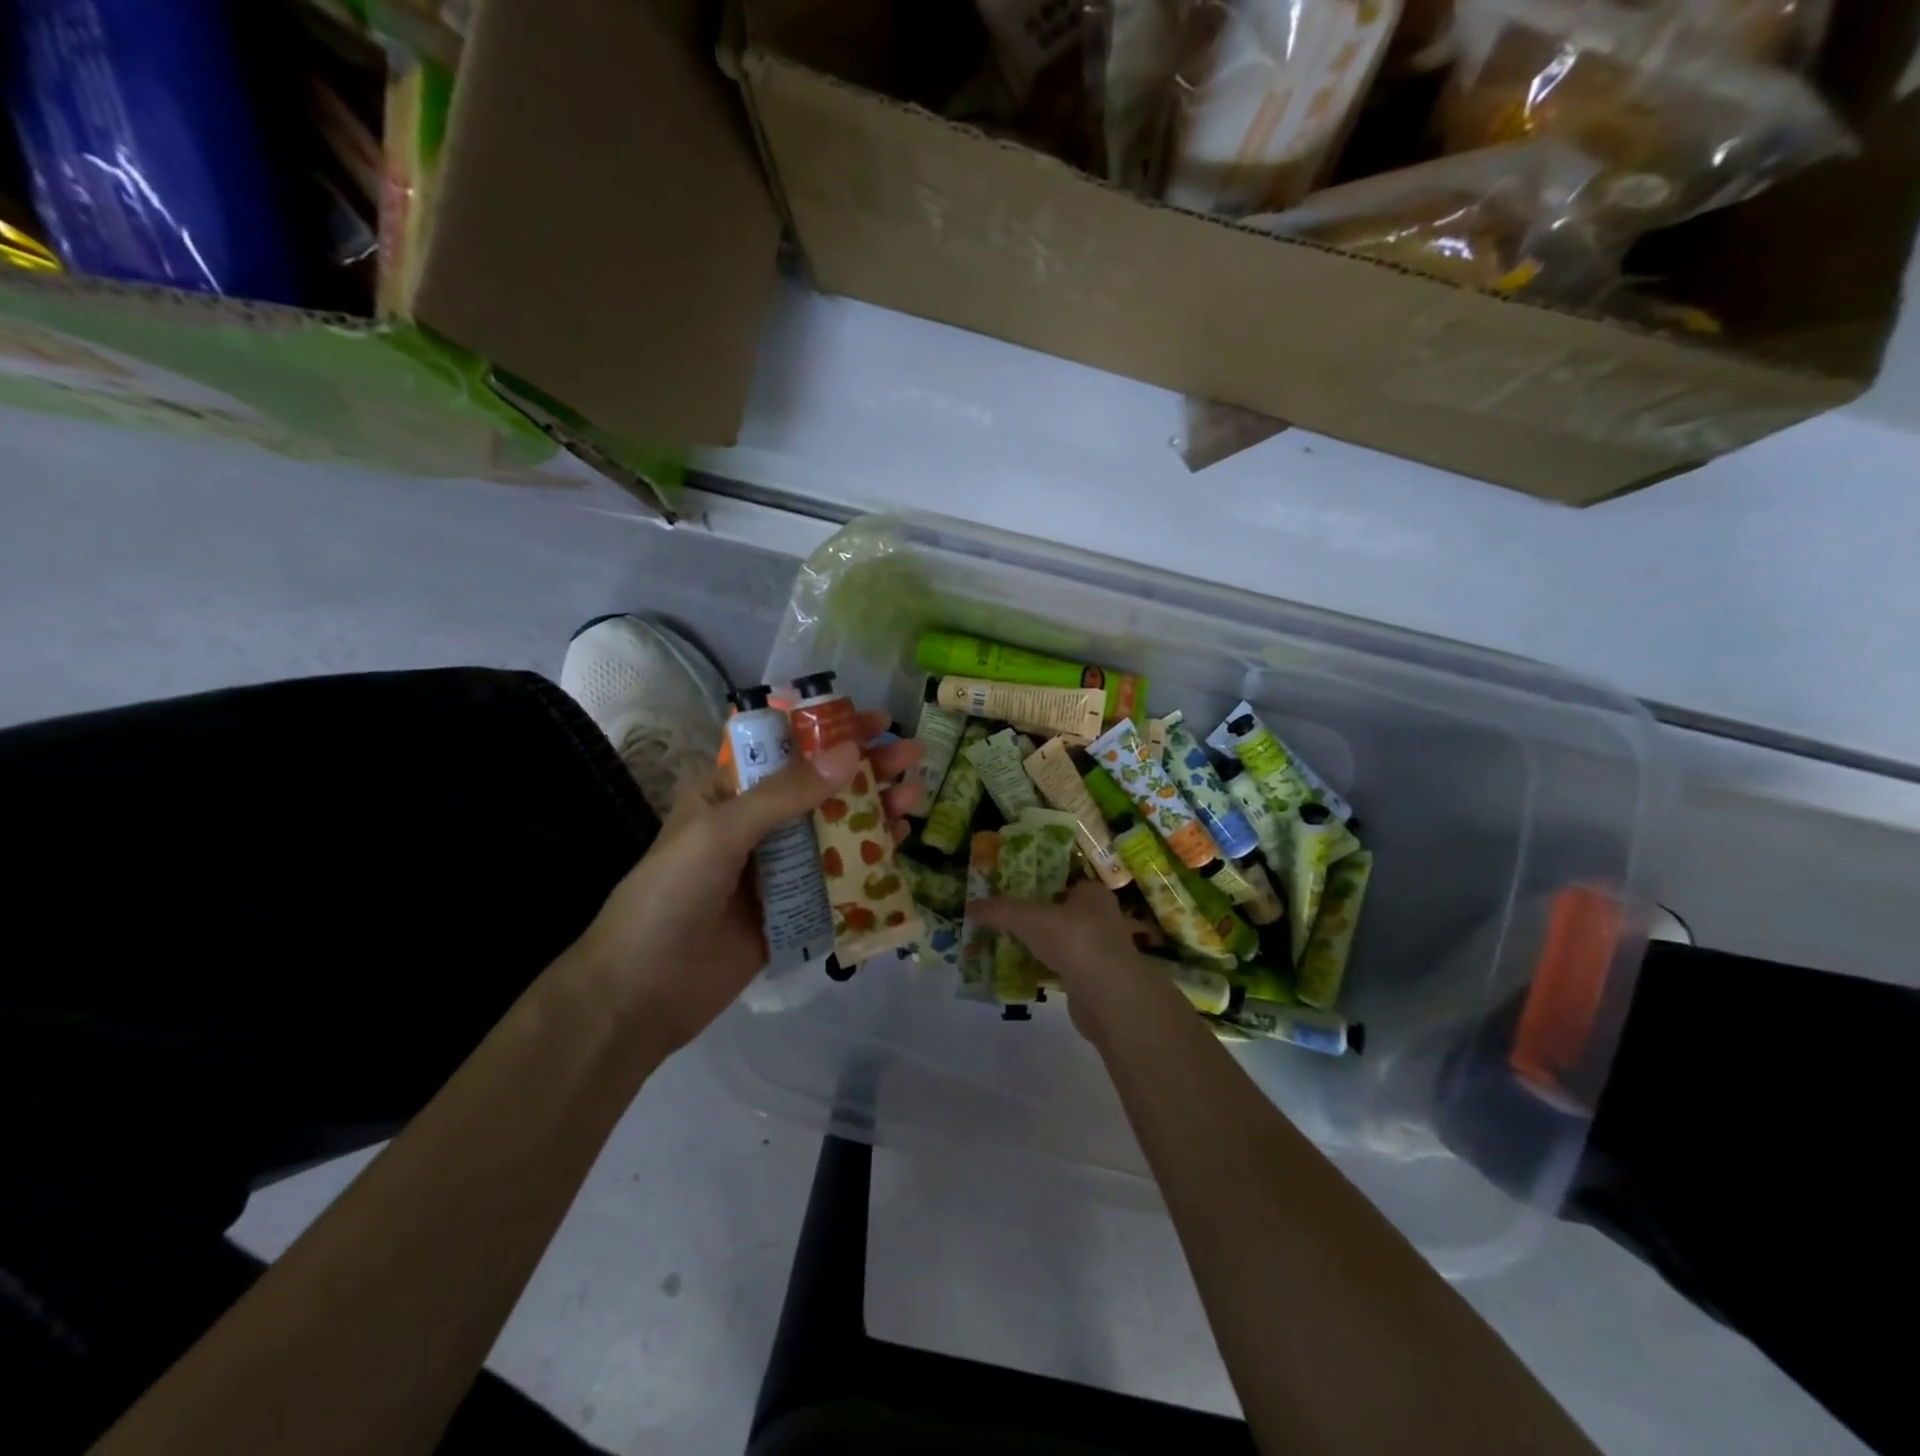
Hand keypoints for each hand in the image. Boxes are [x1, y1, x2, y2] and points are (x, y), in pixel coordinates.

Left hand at [575, 709, 922, 1051]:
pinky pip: (837, 877)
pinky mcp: (793, 908)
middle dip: (866, 770)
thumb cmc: (669, 896)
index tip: (877, 720)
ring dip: (874, 812)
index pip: (786, 750)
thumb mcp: (720, 832)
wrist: (640, 994)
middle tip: (912, 755)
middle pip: (820, 788)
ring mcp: (777, 868)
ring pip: (835, 831)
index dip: (830, 732)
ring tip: (914, 798)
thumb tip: (849, 753)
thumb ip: (784, 794)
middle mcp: (756, 824)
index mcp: (727, 793)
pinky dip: (868, 861)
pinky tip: (897, 847)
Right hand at [968, 879, 1158, 1039]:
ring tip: (1001, 943)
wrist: (1108, 998)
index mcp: (1092, 893)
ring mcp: (1097, 950)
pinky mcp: (1091, 979)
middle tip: (999, 917)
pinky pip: (1059, 966)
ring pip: (1058, 941)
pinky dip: (1041, 967)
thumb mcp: (1029, 918)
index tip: (1007, 889)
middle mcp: (1099, 917)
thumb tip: (969, 906)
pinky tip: (1018, 970)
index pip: (1061, 880)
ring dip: (1034, 943)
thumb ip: (999, 910)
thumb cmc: (1074, 940)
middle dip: (1030, 916)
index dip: (1034, 883)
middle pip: (1057, 911)